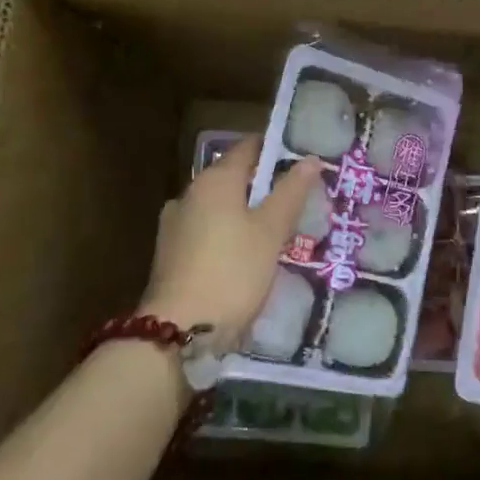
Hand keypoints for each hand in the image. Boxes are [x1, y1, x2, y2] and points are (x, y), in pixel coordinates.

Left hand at [143, 135, 322, 353]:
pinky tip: (246, 255)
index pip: (249, 147)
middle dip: (264, 186)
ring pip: (220, 206)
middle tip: (297, 202)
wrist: (177, 332)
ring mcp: (175, 224)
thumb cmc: (232, 272)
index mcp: (215, 179)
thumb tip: (309, 159)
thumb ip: (291, 192)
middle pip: (234, 177)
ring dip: (246, 212)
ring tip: (276, 231)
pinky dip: (228, 234)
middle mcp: (190, 193)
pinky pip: (207, 230)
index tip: (303, 163)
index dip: (276, 150)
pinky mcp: (170, 253)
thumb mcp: (271, 231)